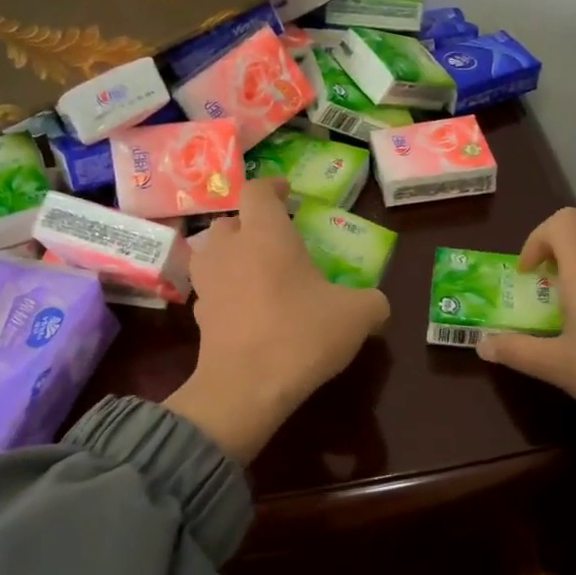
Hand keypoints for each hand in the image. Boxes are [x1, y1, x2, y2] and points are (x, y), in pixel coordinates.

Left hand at [165, 179, 389, 461]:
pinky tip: (247, 310)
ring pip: (213, 254)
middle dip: (250, 225)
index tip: (286, 192)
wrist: (246, 388)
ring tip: (256, 272)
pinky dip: (227, 292)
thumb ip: (372, 302)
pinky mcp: (199, 316)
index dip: (272, 186)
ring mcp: (208, 283)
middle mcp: (229, 249)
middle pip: (230, 221)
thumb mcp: (358, 316)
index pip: (257, 191)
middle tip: (275, 240)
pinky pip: (212, 291)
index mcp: (265, 234)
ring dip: (232, 256)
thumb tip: (376, 305)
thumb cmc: (302, 335)